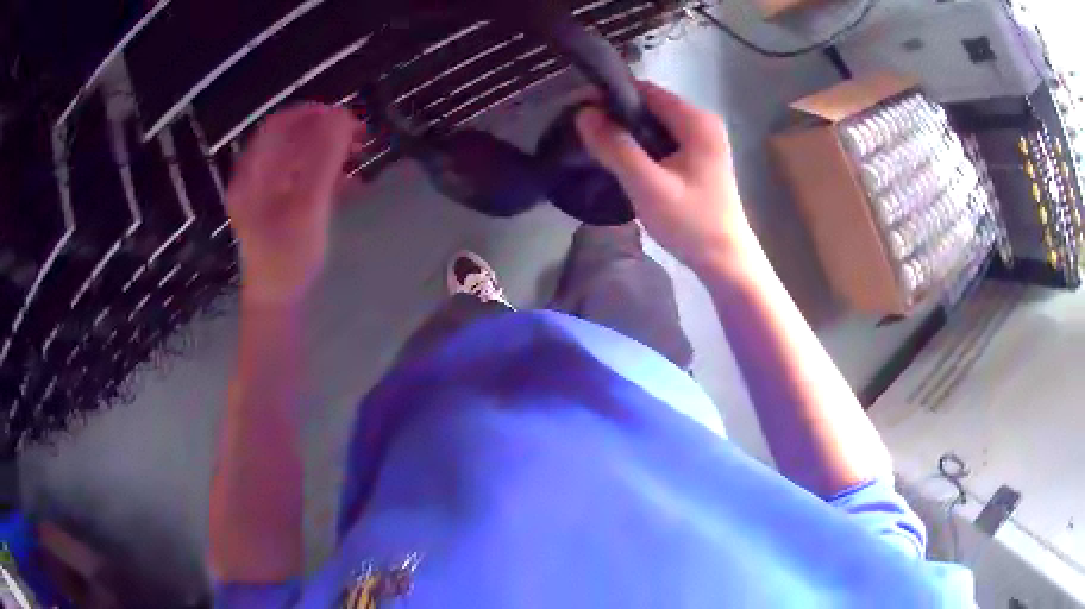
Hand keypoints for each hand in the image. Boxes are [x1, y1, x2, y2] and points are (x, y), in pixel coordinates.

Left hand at [227, 104, 358, 305]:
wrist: (277, 301)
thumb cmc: (288, 258)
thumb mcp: (308, 206)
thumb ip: (323, 159)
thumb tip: (341, 115)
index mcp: (252, 173)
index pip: (279, 125)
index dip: (312, 114)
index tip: (345, 117)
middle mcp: (253, 177)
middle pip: (288, 138)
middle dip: (324, 132)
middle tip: (357, 137)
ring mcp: (262, 193)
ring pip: (296, 156)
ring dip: (328, 151)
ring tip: (357, 158)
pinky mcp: (274, 207)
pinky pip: (299, 177)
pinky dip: (323, 173)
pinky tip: (347, 184)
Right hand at [575, 82, 754, 272]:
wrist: (725, 261)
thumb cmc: (691, 223)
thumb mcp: (648, 185)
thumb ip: (615, 147)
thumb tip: (582, 113)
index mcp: (696, 121)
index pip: (645, 90)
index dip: (609, 95)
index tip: (578, 110)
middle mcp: (702, 122)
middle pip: (650, 105)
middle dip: (615, 115)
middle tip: (584, 133)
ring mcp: (702, 141)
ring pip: (654, 124)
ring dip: (626, 131)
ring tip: (597, 146)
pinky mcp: (699, 158)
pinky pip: (662, 140)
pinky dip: (640, 145)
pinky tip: (623, 161)